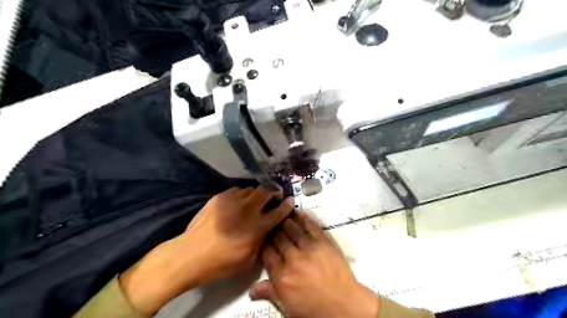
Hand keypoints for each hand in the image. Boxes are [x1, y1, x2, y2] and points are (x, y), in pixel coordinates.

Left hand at [118, 187, 291, 314]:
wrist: (190, 255)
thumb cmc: (221, 262)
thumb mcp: (249, 259)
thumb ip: (261, 240)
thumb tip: (267, 227)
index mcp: (257, 227)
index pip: (278, 212)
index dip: (287, 205)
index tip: (290, 200)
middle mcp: (247, 209)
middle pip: (266, 191)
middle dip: (274, 191)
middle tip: (275, 195)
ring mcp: (232, 201)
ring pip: (251, 189)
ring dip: (257, 194)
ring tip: (254, 201)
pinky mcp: (219, 197)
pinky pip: (237, 191)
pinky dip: (242, 195)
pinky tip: (238, 203)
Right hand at [250, 211, 376, 317]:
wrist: (343, 306)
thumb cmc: (315, 309)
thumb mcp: (288, 307)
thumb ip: (271, 293)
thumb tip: (252, 290)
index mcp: (281, 276)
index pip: (267, 253)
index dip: (264, 242)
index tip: (264, 237)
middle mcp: (292, 259)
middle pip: (278, 238)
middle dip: (273, 230)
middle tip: (271, 222)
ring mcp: (308, 249)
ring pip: (292, 229)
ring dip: (285, 221)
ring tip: (282, 214)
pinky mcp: (323, 242)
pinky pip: (311, 226)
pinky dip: (303, 218)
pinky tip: (298, 213)